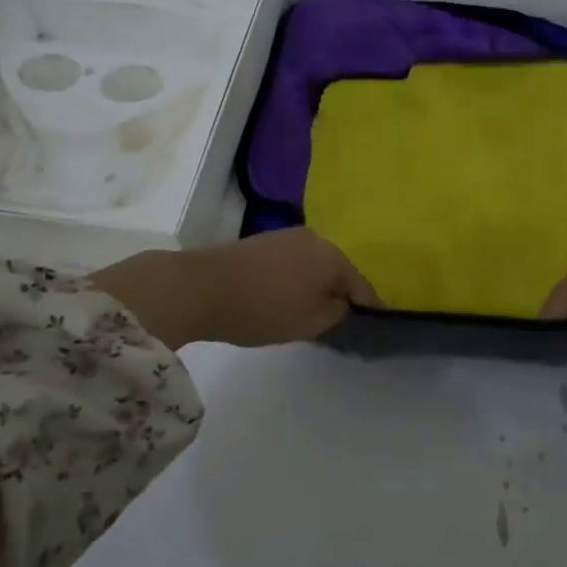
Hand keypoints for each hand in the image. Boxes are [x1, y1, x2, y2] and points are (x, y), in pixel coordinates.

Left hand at [92, 229, 378, 348]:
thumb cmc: (264, 308)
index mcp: (334, 255)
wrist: (199, 287)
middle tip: (333, 323)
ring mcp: (287, 236)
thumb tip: (343, 303)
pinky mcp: (262, 242)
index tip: (366, 330)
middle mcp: (316, 238)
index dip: (368, 311)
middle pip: (338, 272)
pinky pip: (292, 264)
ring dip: (315, 286)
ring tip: (306, 312)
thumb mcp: (311, 323)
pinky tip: (282, 298)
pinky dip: (294, 281)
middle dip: (339, 295)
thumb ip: (338, 313)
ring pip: (314, 266)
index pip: (363, 287)